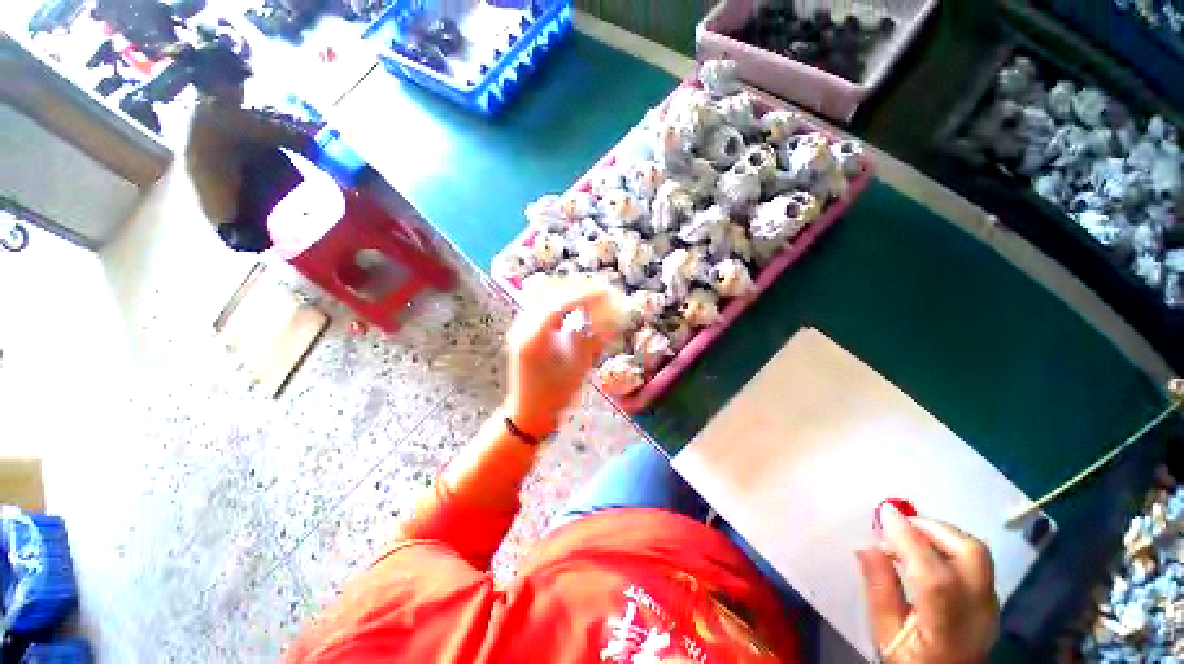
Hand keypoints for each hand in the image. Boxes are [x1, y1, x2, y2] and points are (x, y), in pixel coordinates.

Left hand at [504, 283, 614, 437]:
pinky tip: (578, 306)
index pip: (561, 304)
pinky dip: (564, 303)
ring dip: (573, 294)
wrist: (528, 412)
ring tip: (596, 296)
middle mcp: (523, 326)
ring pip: (548, 297)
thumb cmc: (554, 395)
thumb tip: (613, 318)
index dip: (587, 295)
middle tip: (606, 291)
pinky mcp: (524, 330)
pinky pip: (545, 307)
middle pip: (553, 295)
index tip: (609, 292)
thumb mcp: (577, 368)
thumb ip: (593, 340)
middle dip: (581, 290)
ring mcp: (521, 326)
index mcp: (534, 337)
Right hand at [856, 504, 998, 663]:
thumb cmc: (911, 661)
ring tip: (910, 534)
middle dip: (932, 527)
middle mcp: (977, 612)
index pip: (934, 577)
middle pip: (970, 555)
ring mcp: (991, 605)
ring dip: (942, 533)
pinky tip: (927, 550)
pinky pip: (976, 560)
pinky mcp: (992, 599)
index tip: (884, 512)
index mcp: (945, 629)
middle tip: (898, 522)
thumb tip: (865, 546)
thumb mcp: (886, 634)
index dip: (910, 540)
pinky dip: (950, 544)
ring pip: (977, 553)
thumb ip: (879, 591)